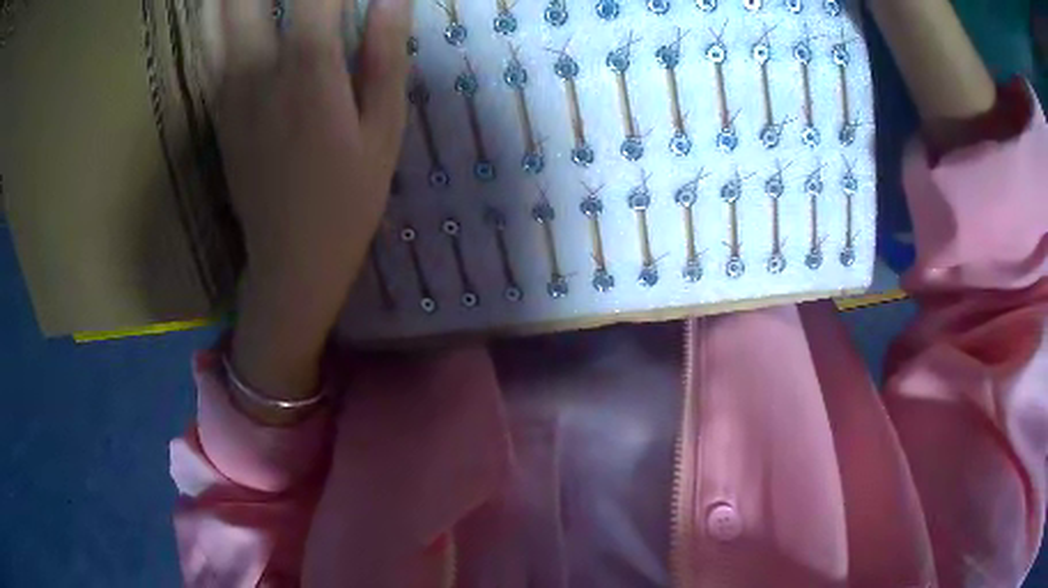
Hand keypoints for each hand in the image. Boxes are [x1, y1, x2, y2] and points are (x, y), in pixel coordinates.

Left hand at [208, 0, 411, 399]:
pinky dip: (222, 14)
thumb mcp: (383, 129)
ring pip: (219, 15)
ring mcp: (228, 87)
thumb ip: (383, 55)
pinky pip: (213, 43)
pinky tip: (233, 10)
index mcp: (307, 68)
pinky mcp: (217, 106)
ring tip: (260, 0)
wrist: (289, 259)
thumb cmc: (348, 198)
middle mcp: (258, 66)